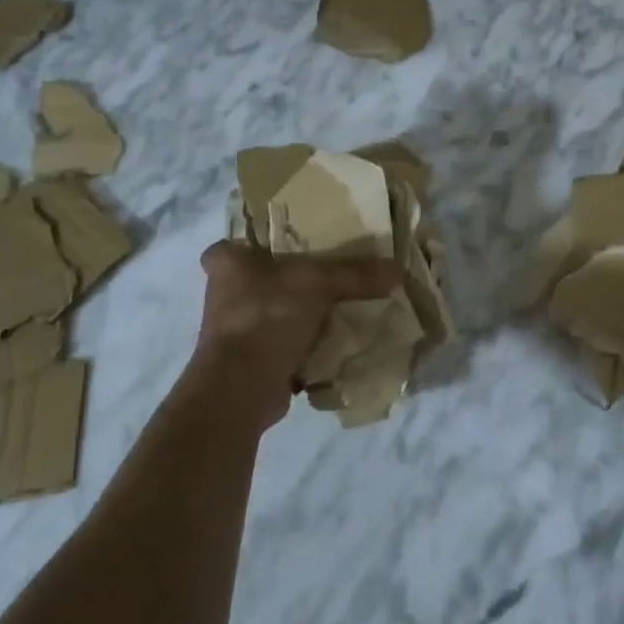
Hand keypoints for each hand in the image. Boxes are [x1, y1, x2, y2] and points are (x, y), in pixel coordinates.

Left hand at [192, 242, 402, 425]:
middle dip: (301, 279)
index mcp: (227, 260)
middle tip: (338, 274)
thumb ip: (357, 274)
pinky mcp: (250, 359)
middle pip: (271, 276)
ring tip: (345, 307)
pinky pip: (287, 342)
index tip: (307, 242)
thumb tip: (399, 269)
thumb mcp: (319, 284)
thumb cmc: (267, 317)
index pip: (251, 236)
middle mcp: (225, 292)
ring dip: (306, 313)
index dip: (279, 238)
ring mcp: (236, 329)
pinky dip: (308, 343)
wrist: (242, 386)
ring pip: (280, 310)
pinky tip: (337, 340)